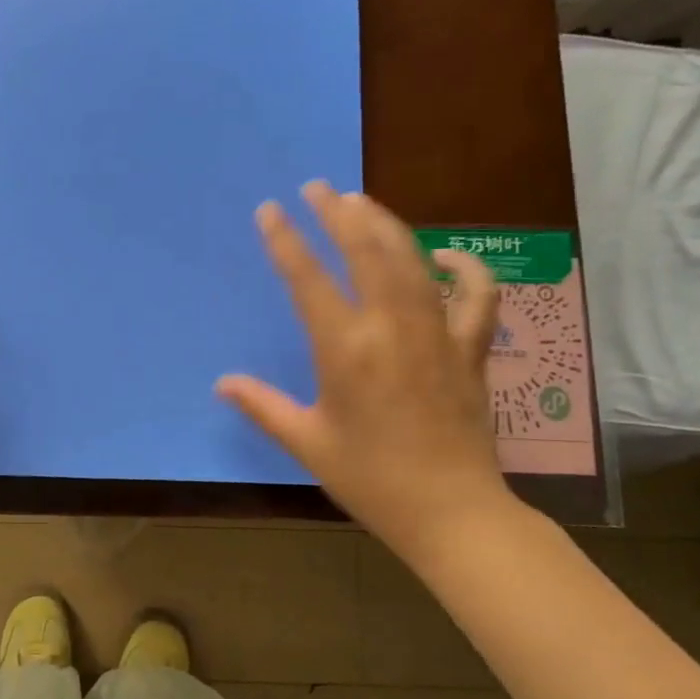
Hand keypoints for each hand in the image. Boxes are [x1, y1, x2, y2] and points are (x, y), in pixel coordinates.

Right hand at [216, 180, 518, 561]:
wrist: (451, 511)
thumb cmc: (370, 479)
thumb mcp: (307, 442)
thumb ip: (262, 406)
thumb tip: (222, 383)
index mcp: (345, 349)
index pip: (307, 278)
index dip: (285, 239)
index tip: (270, 210)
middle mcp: (391, 327)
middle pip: (365, 250)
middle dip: (338, 213)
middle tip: (319, 187)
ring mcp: (437, 333)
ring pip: (412, 260)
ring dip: (386, 224)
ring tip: (362, 202)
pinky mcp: (470, 348)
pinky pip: (477, 295)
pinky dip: (466, 268)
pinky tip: (445, 257)